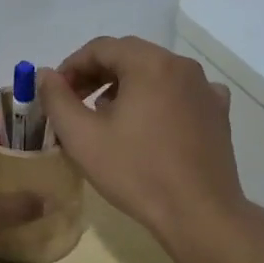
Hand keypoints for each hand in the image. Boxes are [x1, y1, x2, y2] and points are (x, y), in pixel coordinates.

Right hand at [37, 36, 246, 246]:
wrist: (198, 214)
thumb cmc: (136, 172)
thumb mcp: (82, 137)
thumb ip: (57, 99)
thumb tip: (46, 74)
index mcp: (150, 63)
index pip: (101, 48)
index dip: (72, 66)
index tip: (56, 92)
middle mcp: (182, 66)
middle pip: (130, 56)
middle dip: (97, 75)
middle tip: (75, 103)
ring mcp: (205, 89)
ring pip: (155, 74)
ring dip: (126, 86)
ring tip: (107, 116)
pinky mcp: (217, 113)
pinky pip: (180, 93)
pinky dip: (158, 99)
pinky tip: (149, 124)